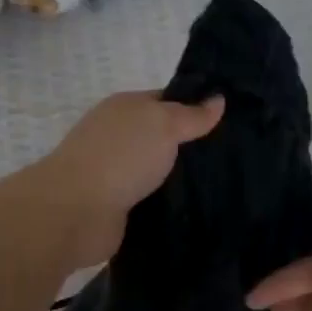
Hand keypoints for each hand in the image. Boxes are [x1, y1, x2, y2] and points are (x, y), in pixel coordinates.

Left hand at [31, 89, 224, 266]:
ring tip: (224, 185)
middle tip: (234, 156)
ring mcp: (115, 172)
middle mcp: (118, 136)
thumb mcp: (163, 124)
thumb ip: (191, 115)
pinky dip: (167, 202)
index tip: (231, 121)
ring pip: (157, 170)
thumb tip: (219, 99)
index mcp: (125, 107)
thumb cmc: (121, 156)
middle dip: (192, 147)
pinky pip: (150, 198)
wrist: (76, 211)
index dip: (196, 107)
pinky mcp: (117, 206)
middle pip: (162, 137)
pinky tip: (196, 208)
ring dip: (180, 178)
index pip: (166, 101)